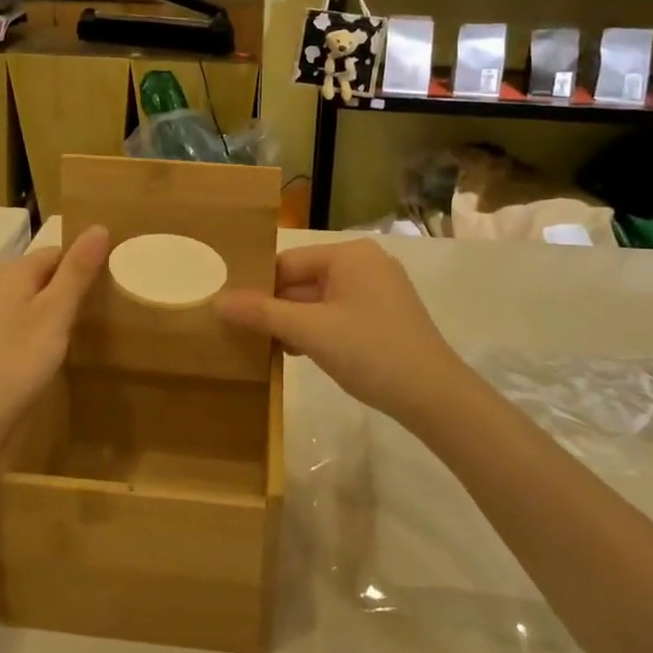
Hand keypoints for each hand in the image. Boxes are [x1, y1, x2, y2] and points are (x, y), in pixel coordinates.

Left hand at [0, 226, 110, 452]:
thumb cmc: (18, 360)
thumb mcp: (56, 314)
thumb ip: (78, 271)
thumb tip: (99, 226)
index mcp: (11, 269)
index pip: (57, 252)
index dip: (81, 269)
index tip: (101, 295)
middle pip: (37, 273)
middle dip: (63, 289)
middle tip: (87, 319)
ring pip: (22, 297)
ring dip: (44, 310)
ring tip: (66, 337)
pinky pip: (7, 319)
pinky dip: (25, 328)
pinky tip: (34, 353)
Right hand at [216, 239, 465, 425]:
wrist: (435, 397)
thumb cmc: (370, 352)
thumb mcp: (310, 332)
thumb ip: (262, 313)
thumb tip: (218, 301)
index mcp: (350, 255)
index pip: (288, 263)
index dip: (258, 288)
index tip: (232, 314)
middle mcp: (366, 263)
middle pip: (304, 281)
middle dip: (276, 308)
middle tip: (242, 334)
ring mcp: (379, 291)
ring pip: (320, 301)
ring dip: (294, 323)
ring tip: (264, 347)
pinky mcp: (385, 316)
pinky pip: (338, 315)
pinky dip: (317, 331)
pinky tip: (298, 354)